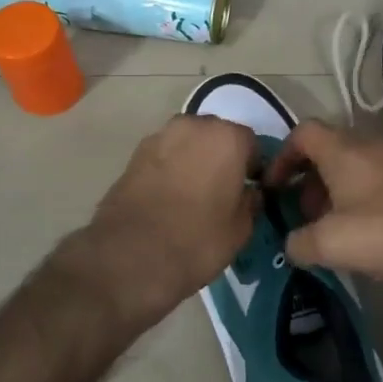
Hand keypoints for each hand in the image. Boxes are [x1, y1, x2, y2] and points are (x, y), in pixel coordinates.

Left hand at [75, 114, 260, 326]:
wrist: (131, 254)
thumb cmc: (197, 239)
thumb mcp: (240, 229)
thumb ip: (250, 202)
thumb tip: (249, 193)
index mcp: (227, 138)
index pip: (250, 143)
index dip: (252, 167)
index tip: (248, 189)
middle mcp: (193, 127)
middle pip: (216, 136)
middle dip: (221, 157)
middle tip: (220, 190)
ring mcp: (159, 137)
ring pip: (187, 143)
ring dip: (193, 160)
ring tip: (192, 195)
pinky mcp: (133, 155)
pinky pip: (163, 156)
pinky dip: (169, 170)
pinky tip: (168, 198)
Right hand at [264, 120, 382, 279]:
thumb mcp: (335, 243)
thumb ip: (301, 243)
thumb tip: (293, 243)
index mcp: (342, 150)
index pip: (301, 134)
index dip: (282, 157)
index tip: (274, 188)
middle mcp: (370, 144)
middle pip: (329, 154)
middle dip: (311, 185)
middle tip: (309, 220)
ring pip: (359, 171)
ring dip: (342, 198)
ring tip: (343, 236)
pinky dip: (372, 205)